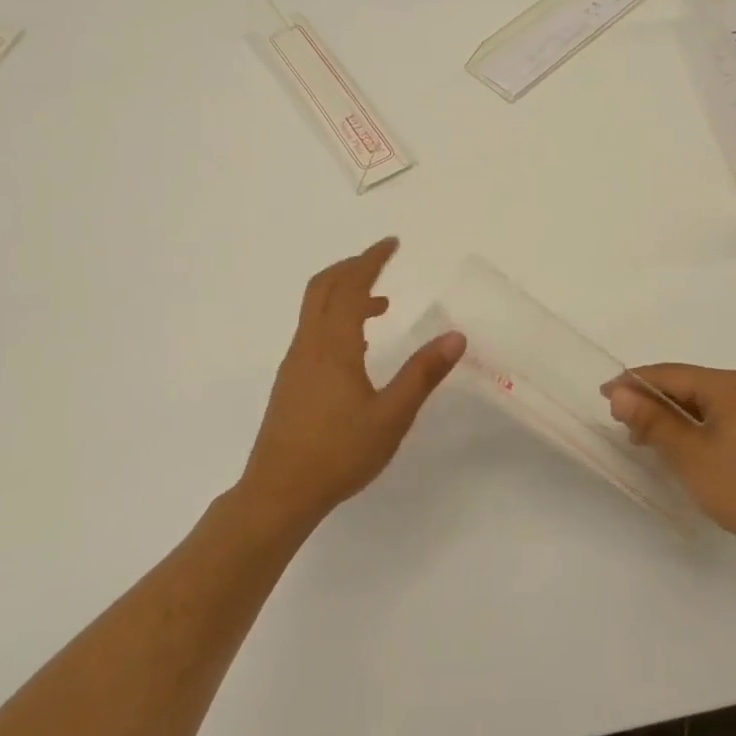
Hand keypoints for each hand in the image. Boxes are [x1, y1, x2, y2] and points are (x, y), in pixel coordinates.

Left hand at [239, 238, 464, 531]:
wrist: (278, 493)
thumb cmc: (338, 453)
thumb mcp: (391, 416)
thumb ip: (423, 374)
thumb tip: (456, 337)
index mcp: (334, 345)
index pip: (352, 286)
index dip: (371, 260)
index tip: (392, 243)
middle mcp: (309, 344)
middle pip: (323, 286)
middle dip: (352, 266)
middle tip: (381, 260)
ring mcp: (295, 362)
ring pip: (315, 309)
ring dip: (344, 293)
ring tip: (380, 305)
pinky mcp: (290, 381)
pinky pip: (313, 330)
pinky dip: (335, 317)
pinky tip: (357, 347)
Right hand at [607, 364, 735, 560]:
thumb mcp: (688, 454)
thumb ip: (652, 420)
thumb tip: (618, 394)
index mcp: (728, 385)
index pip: (669, 374)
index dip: (633, 382)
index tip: (603, 395)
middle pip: (684, 384)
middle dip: (650, 399)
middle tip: (620, 420)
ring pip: (698, 401)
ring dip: (668, 414)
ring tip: (640, 436)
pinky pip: (713, 415)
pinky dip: (689, 424)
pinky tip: (673, 443)